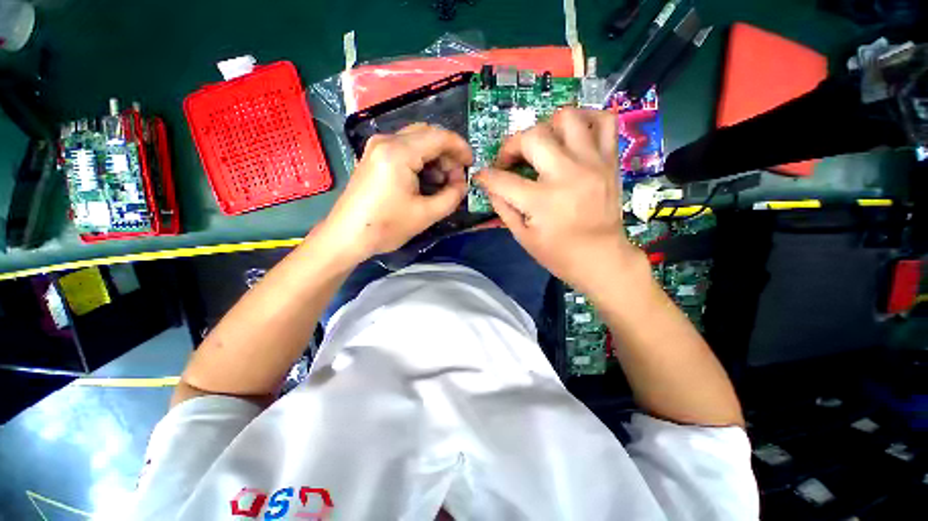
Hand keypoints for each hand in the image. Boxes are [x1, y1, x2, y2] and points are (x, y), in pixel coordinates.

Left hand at [319, 123, 472, 262]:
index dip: (460, 148)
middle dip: (447, 154)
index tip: (472, 164)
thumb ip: (452, 196)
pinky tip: (425, 181)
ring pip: (416, 141)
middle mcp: (386, 141)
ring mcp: (377, 147)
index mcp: (399, 152)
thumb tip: (462, 184)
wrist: (347, 236)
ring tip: (443, 183)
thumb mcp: (426, 214)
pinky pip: (404, 150)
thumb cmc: (386, 226)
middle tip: (456, 178)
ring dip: (435, 158)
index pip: (439, 137)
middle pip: (427, 134)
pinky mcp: (374, 157)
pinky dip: (421, 161)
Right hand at [474, 108, 638, 290]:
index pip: (502, 179)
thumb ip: (503, 208)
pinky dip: (586, 119)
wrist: (602, 259)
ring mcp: (592, 163)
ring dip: (546, 127)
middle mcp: (567, 174)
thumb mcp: (523, 237)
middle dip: (511, 146)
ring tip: (541, 146)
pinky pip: (605, 121)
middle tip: (510, 161)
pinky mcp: (610, 161)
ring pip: (567, 118)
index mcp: (542, 201)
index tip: (482, 177)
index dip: (486, 176)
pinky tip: (573, 135)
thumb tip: (491, 186)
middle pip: (532, 137)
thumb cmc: (559, 254)